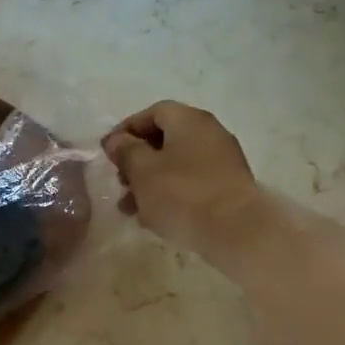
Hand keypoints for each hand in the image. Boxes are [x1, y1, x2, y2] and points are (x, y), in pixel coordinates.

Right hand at [102, 101, 267, 266]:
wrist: (236, 232)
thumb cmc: (182, 195)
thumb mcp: (142, 170)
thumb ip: (125, 151)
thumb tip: (116, 140)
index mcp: (189, 121)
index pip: (153, 112)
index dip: (127, 129)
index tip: (108, 152)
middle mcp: (210, 133)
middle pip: (165, 139)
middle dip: (137, 160)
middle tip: (119, 181)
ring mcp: (222, 161)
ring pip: (176, 165)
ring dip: (149, 182)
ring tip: (130, 208)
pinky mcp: (228, 188)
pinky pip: (191, 183)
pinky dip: (170, 194)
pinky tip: (154, 218)